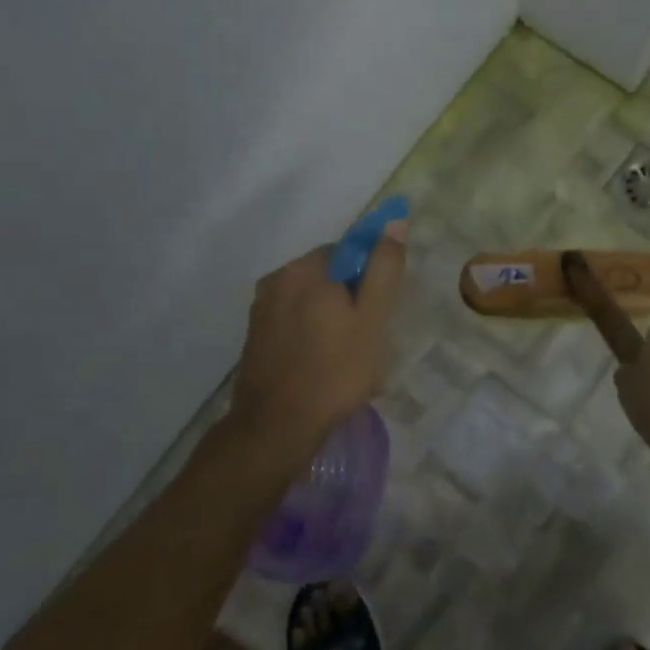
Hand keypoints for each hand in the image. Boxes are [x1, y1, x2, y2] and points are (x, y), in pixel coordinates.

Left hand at [230, 222, 406, 456]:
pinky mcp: (256, 338)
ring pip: (312, 304)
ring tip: (351, 361)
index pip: (348, 252)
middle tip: (370, 341)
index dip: (370, 279)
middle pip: (329, 278)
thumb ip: (383, 269)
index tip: (380, 311)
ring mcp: (261, 310)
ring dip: (334, 323)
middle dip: (352, 303)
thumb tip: (393, 222)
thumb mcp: (372, 319)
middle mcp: (276, 280)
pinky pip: (295, 324)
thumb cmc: (334, 371)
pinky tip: (326, 369)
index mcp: (303, 269)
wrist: (276, 428)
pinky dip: (313, 338)